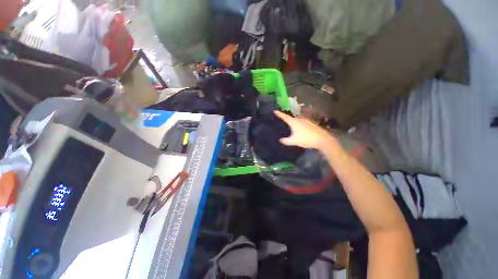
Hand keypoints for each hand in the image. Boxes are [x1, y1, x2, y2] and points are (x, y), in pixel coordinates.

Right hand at [274, 111, 334, 149]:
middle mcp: (299, 119)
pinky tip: (298, 129)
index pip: (285, 117)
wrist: (322, 139)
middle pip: (290, 118)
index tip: (274, 111)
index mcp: (294, 122)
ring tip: (289, 125)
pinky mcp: (310, 123)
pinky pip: (301, 122)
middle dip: (285, 118)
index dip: (279, 114)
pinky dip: (298, 124)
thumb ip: (286, 141)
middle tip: (280, 120)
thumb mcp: (294, 141)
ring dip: (292, 122)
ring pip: (296, 120)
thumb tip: (280, 140)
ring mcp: (306, 121)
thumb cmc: (306, 139)